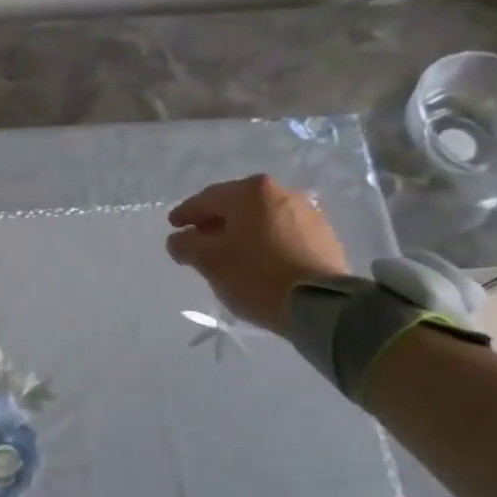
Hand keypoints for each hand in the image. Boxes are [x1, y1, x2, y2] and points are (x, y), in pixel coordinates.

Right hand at [166, 176, 351, 331]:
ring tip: (229, 254)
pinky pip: (282, 234)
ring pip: (261, 220)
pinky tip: (258, 261)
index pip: (207, 199)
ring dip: (241, 233)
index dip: (186, 213)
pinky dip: (265, 243)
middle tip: (198, 241)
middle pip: (236, 206)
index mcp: (250, 191)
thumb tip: (179, 239)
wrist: (321, 305)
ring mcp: (307, 213)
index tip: (173, 226)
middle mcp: (280, 192)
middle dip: (214, 223)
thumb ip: (185, 245)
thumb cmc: (256, 275)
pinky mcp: (324, 236)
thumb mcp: (209, 261)